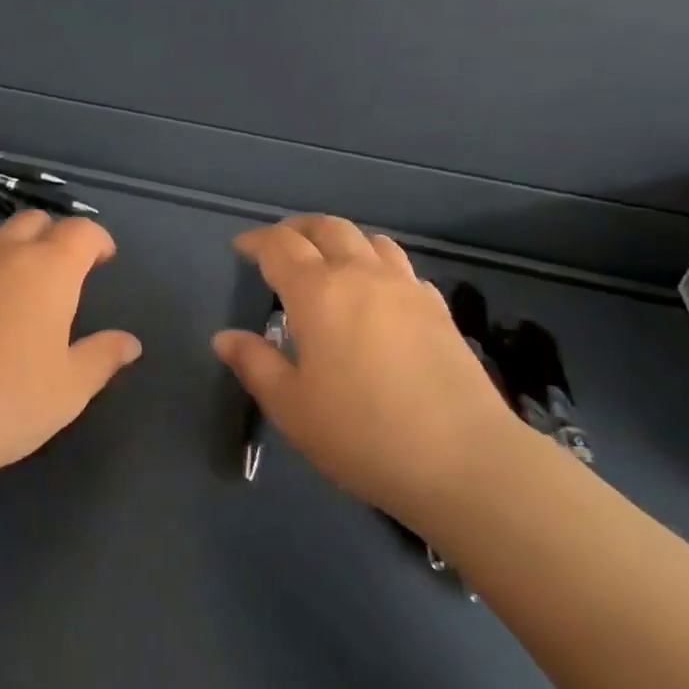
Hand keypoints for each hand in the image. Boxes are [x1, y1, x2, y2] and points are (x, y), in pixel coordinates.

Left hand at [0, 210, 140, 479]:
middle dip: (56, 236)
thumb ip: (102, 357)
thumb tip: (130, 343)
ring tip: (22, 287)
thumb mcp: (69, 388)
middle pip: (35, 221)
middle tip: (65, 270)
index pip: (81, 231)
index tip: (104, 259)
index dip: (98, 240)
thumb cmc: (6, 400)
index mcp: (48, 269)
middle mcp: (4, 253)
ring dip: (17, 249)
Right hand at [212, 216, 525, 524]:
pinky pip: (401, 267)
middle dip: (297, 229)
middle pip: (327, 228)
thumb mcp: (291, 407)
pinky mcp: (438, 308)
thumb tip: (225, 338)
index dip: (256, 240)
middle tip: (280, 245)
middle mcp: (361, 274)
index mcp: (318, 292)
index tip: (241, 247)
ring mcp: (405, 287)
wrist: (463, 460)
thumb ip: (255, 364)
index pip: (279, 245)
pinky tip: (377, 294)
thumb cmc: (362, 434)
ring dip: (340, 239)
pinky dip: (377, 265)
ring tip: (328, 261)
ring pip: (369, 239)